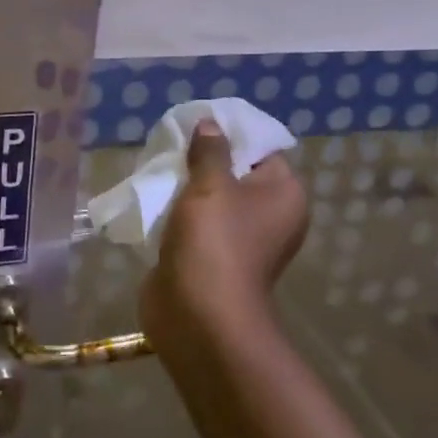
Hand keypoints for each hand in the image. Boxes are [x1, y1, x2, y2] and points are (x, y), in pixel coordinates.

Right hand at [140, 120, 307, 350]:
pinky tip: (153, 195)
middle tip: (172, 141)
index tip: (197, 122)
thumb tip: (209, 124)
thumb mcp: (211, 184)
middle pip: (235, 171)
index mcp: (283, 195)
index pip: (261, 149)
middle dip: (202, 158)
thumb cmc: (215, 241)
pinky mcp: (212, 256)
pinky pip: (196, 221)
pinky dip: (177, 210)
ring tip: (158, 165)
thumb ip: (209, 150)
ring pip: (212, 197)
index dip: (230, 133)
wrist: (198, 315)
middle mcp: (269, 215)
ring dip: (186, 184)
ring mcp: (240, 239)